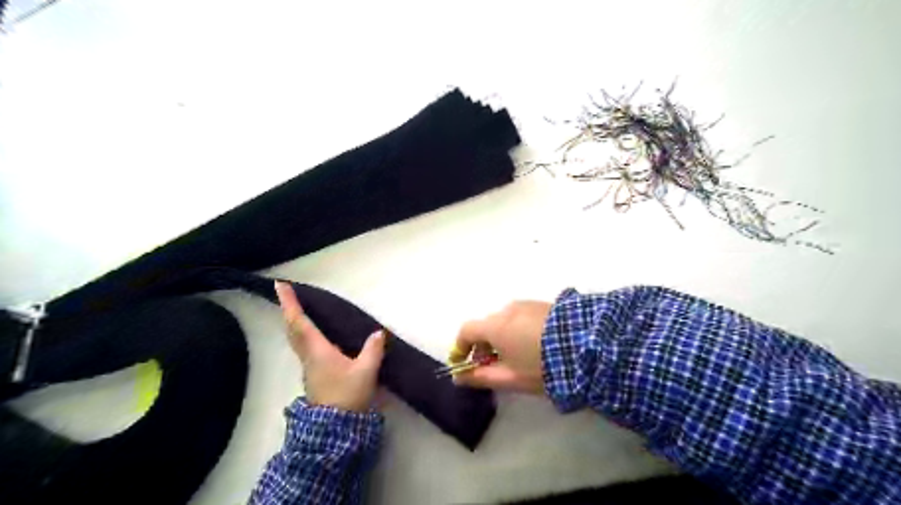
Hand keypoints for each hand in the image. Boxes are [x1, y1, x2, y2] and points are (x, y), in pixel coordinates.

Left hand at [275, 283, 386, 411]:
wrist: (335, 429)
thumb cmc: (347, 396)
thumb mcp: (365, 372)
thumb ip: (372, 350)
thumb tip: (378, 332)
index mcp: (318, 351)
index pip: (300, 322)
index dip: (290, 303)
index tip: (281, 285)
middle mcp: (309, 356)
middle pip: (293, 329)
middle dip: (289, 310)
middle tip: (287, 294)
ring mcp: (310, 366)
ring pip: (296, 339)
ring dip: (294, 322)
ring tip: (298, 309)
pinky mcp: (314, 374)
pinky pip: (304, 347)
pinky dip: (302, 333)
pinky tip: (314, 334)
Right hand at [448, 299, 548, 393]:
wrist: (587, 347)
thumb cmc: (542, 367)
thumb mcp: (510, 378)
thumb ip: (481, 378)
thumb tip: (458, 378)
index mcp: (494, 326)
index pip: (466, 331)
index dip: (460, 347)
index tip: (464, 363)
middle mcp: (506, 310)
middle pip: (486, 325)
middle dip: (483, 345)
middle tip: (493, 366)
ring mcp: (526, 305)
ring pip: (504, 320)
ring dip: (501, 336)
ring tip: (516, 356)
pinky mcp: (542, 305)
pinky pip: (520, 316)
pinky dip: (516, 329)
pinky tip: (532, 344)